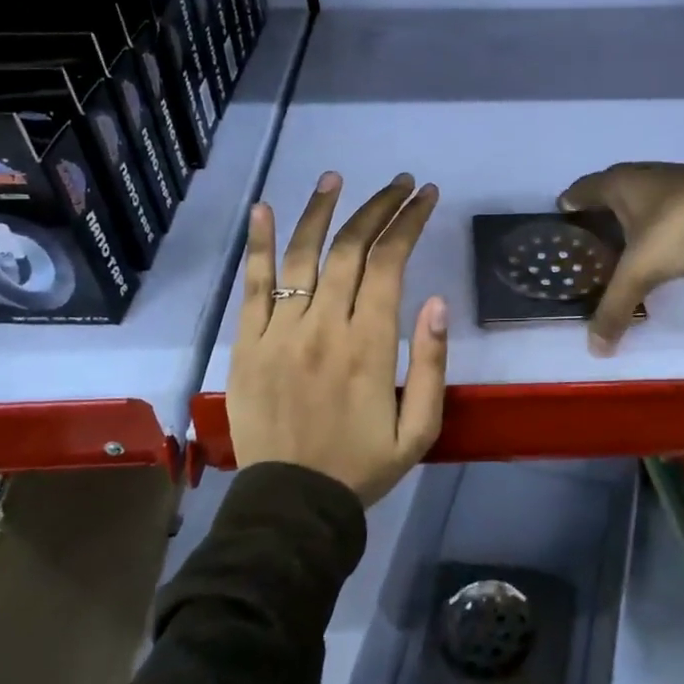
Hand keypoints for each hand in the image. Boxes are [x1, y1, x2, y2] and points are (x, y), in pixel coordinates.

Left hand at [227, 171, 447, 504]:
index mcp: (369, 345)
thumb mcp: (420, 428)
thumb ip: (430, 363)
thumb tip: (435, 300)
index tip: (426, 196)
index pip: (390, 264)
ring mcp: (280, 331)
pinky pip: (253, 286)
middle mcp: (324, 326)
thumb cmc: (363, 465)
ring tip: (336, 178)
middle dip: (378, 208)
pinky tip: (264, 209)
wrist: (292, 504)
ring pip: (303, 256)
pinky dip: (259, 245)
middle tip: (399, 183)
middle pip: (350, 249)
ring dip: (321, 211)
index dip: (409, 223)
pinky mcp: (248, 342)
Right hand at [558, 162, 683, 352]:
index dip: (571, 201)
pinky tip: (665, 239)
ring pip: (644, 196)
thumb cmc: (675, 230)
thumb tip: (596, 350)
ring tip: (626, 240)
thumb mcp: (639, 272)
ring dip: (634, 214)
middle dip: (601, 210)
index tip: (563, 212)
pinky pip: (670, 205)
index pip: (583, 189)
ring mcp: (678, 179)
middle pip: (613, 190)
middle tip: (592, 234)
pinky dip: (660, 220)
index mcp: (619, 184)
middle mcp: (645, 174)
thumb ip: (614, 308)